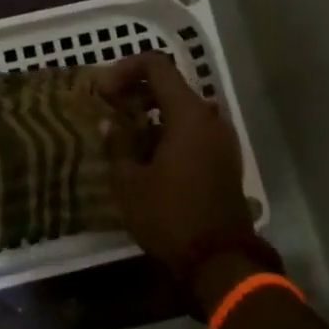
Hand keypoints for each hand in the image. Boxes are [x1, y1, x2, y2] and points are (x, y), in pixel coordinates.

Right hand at [93, 53, 251, 286]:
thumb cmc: (170, 216)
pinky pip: (194, 131)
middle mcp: (211, 118)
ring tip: (125, 134)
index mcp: (189, 114)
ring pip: (183, 110)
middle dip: (137, 91)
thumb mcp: (130, 182)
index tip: (103, 91)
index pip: (156, 66)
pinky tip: (147, 156)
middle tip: (110, 108)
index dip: (125, 69)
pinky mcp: (225, 160)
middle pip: (171, 86)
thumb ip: (118, 144)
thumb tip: (110, 124)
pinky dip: (169, 131)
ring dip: (153, 113)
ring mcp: (222, 139)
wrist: (220, 262)